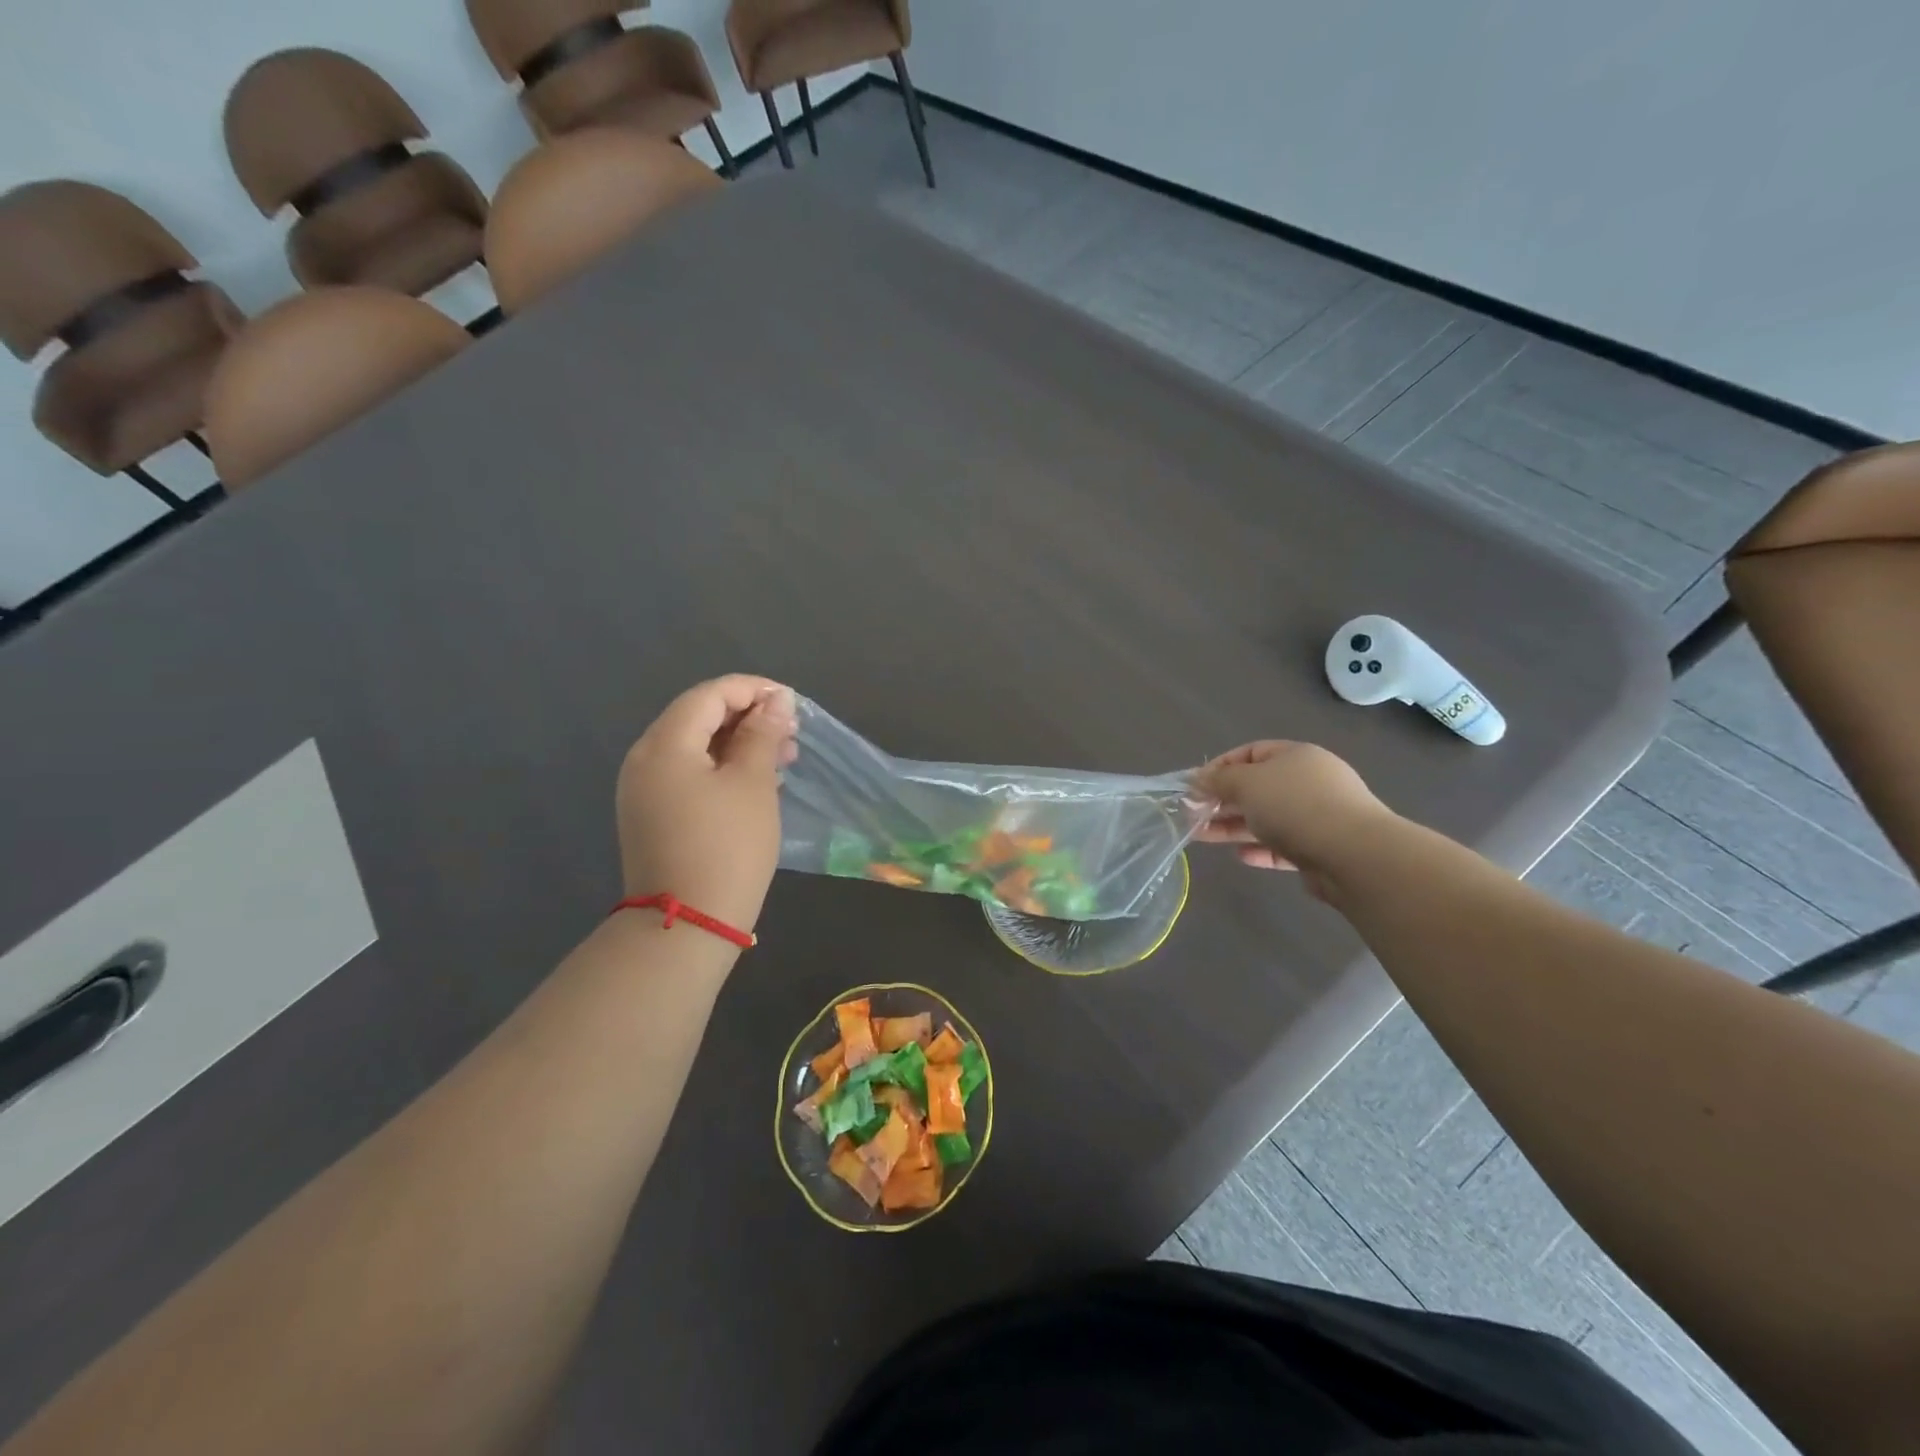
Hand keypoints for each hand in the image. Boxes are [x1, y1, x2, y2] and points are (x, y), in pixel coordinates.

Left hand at [616, 675, 798, 933]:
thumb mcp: (753, 784)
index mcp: (665, 744)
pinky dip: (722, 768)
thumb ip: (763, 735)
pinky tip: (756, 782)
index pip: (709, 695)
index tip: (792, 703)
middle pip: (698, 717)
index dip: (753, 690)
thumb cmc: (727, 847)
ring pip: (695, 747)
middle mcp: (645, 759)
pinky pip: (689, 774)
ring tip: (784, 757)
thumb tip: (776, 701)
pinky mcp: (652, 815)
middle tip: (792, 733)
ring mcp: (644, 790)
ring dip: (739, 744)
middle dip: (748, 717)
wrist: (687, 925)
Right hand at [1193, 741, 1395, 898]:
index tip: (1195, 785)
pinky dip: (1260, 849)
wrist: (1354, 855)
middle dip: (1222, 800)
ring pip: (1267, 818)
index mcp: (1296, 756)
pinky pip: (1283, 845)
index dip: (1220, 766)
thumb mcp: (1247, 783)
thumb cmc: (1295, 806)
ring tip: (1201, 836)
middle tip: (1192, 814)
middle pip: (1257, 787)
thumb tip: (1197, 778)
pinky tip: (1242, 857)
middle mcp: (1309, 782)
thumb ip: (1219, 780)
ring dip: (1233, 826)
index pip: (1251, 753)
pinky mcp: (1321, 849)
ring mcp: (1318, 816)